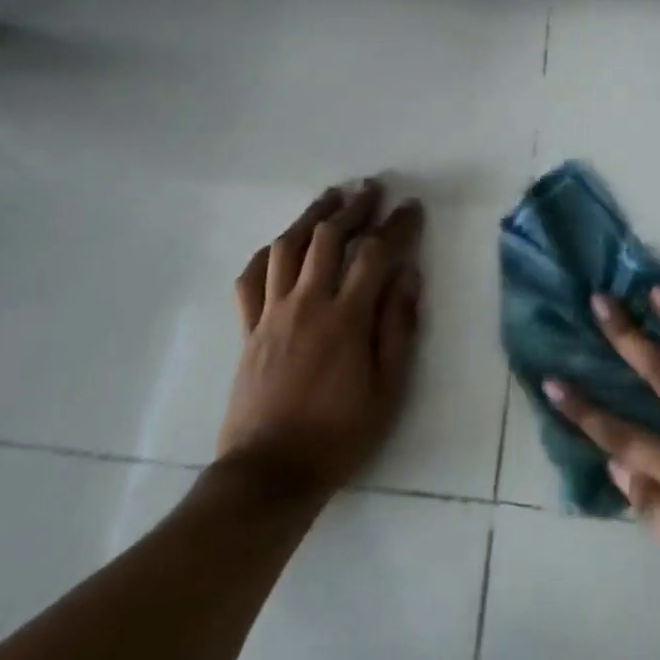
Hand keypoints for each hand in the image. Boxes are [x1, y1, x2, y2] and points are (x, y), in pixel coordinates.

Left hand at [217, 180, 424, 499]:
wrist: (270, 472)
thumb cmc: (339, 434)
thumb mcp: (388, 389)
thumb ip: (398, 327)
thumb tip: (408, 274)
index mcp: (345, 318)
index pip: (375, 254)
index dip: (396, 225)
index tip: (411, 206)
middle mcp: (306, 304)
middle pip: (328, 238)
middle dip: (353, 207)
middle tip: (371, 187)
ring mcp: (271, 313)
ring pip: (287, 247)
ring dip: (311, 216)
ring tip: (330, 197)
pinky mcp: (248, 329)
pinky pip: (251, 279)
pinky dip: (267, 254)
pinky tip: (280, 244)